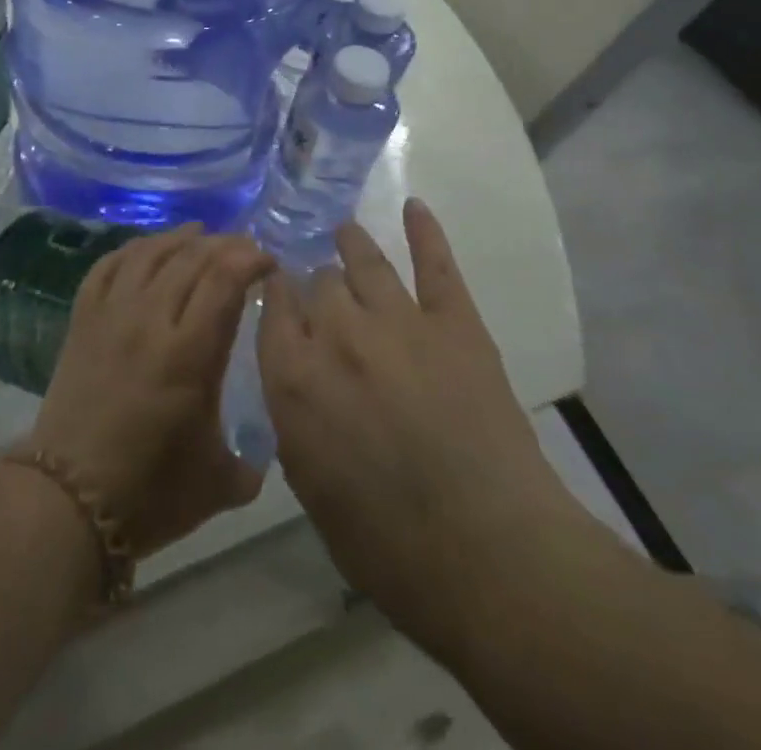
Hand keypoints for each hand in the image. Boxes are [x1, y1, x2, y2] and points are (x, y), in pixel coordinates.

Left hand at [29, 225, 270, 557]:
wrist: (67, 502)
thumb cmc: (149, 494)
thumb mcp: (218, 483)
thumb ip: (250, 460)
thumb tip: (261, 453)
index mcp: (189, 354)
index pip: (224, 281)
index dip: (250, 260)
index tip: (269, 262)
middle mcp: (150, 320)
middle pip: (190, 259)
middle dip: (225, 245)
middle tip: (244, 248)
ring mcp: (111, 316)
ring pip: (148, 254)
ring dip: (179, 238)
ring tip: (200, 233)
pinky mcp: (82, 321)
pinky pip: (107, 267)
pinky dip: (132, 250)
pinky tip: (146, 249)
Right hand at [258, 199, 582, 660]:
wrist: (488, 554)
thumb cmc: (387, 543)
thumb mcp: (310, 486)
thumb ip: (292, 417)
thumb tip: (293, 376)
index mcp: (294, 377)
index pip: (272, 307)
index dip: (273, 291)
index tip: (275, 287)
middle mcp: (337, 334)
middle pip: (318, 282)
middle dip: (315, 283)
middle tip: (320, 288)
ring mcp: (398, 321)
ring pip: (364, 261)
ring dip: (350, 242)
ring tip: (344, 231)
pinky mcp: (454, 322)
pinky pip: (435, 263)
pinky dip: (424, 231)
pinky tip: (414, 206)